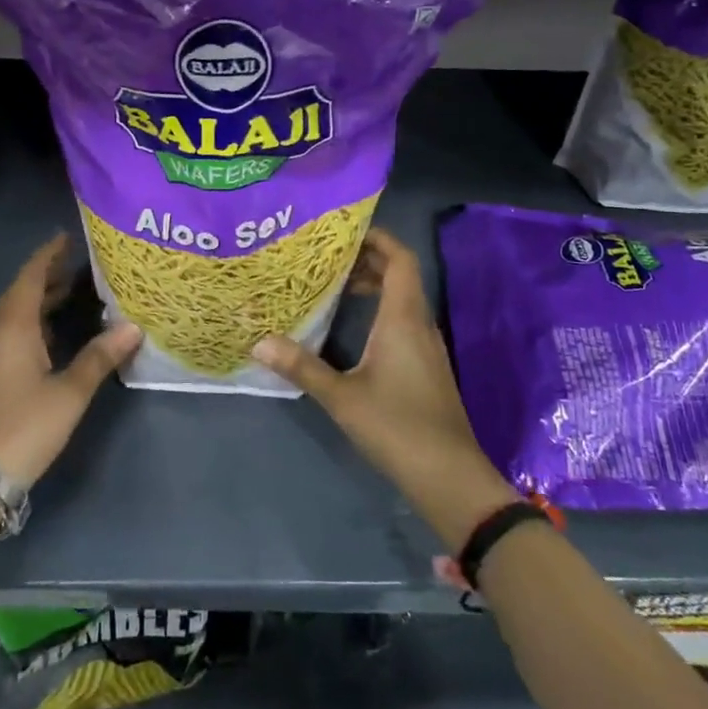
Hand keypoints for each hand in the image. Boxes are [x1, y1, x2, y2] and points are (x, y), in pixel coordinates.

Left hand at [0, 234, 141, 489]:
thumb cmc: (26, 427)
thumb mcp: (70, 392)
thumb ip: (99, 357)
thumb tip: (133, 327)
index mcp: (14, 332)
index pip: (29, 281)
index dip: (46, 257)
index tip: (66, 237)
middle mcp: (0, 337)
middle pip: (21, 295)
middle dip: (47, 274)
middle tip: (78, 260)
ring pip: (19, 316)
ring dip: (42, 298)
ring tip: (75, 287)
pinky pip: (18, 333)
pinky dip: (39, 320)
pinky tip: (60, 329)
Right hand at [253, 228, 518, 549]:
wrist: (449, 476)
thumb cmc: (396, 426)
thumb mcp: (342, 396)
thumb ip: (302, 367)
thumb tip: (258, 342)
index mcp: (403, 318)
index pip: (400, 259)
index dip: (378, 239)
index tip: (345, 232)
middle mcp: (419, 324)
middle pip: (400, 276)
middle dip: (368, 261)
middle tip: (329, 259)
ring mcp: (427, 347)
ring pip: (403, 299)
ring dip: (375, 287)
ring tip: (337, 288)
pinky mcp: (427, 367)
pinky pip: (405, 321)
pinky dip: (382, 311)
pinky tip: (356, 330)